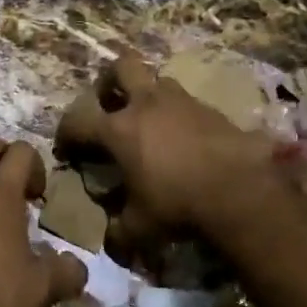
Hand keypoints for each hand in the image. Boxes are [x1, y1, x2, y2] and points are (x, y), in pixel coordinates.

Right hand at [54, 52, 283, 260]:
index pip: (77, 121)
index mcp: (119, 129)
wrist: (240, 191)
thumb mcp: (139, 228)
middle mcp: (146, 105)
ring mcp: (181, 102)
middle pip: (121, 66)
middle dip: (109, 81)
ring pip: (158, 80)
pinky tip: (185, 140)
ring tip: (151, 122)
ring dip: (149, 95)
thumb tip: (112, 240)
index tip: (68, 150)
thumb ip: (119, 231)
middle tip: (109, 105)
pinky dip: (179, 116)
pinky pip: (187, 103)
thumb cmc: (177, 205)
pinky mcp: (211, 109)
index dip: (66, 134)